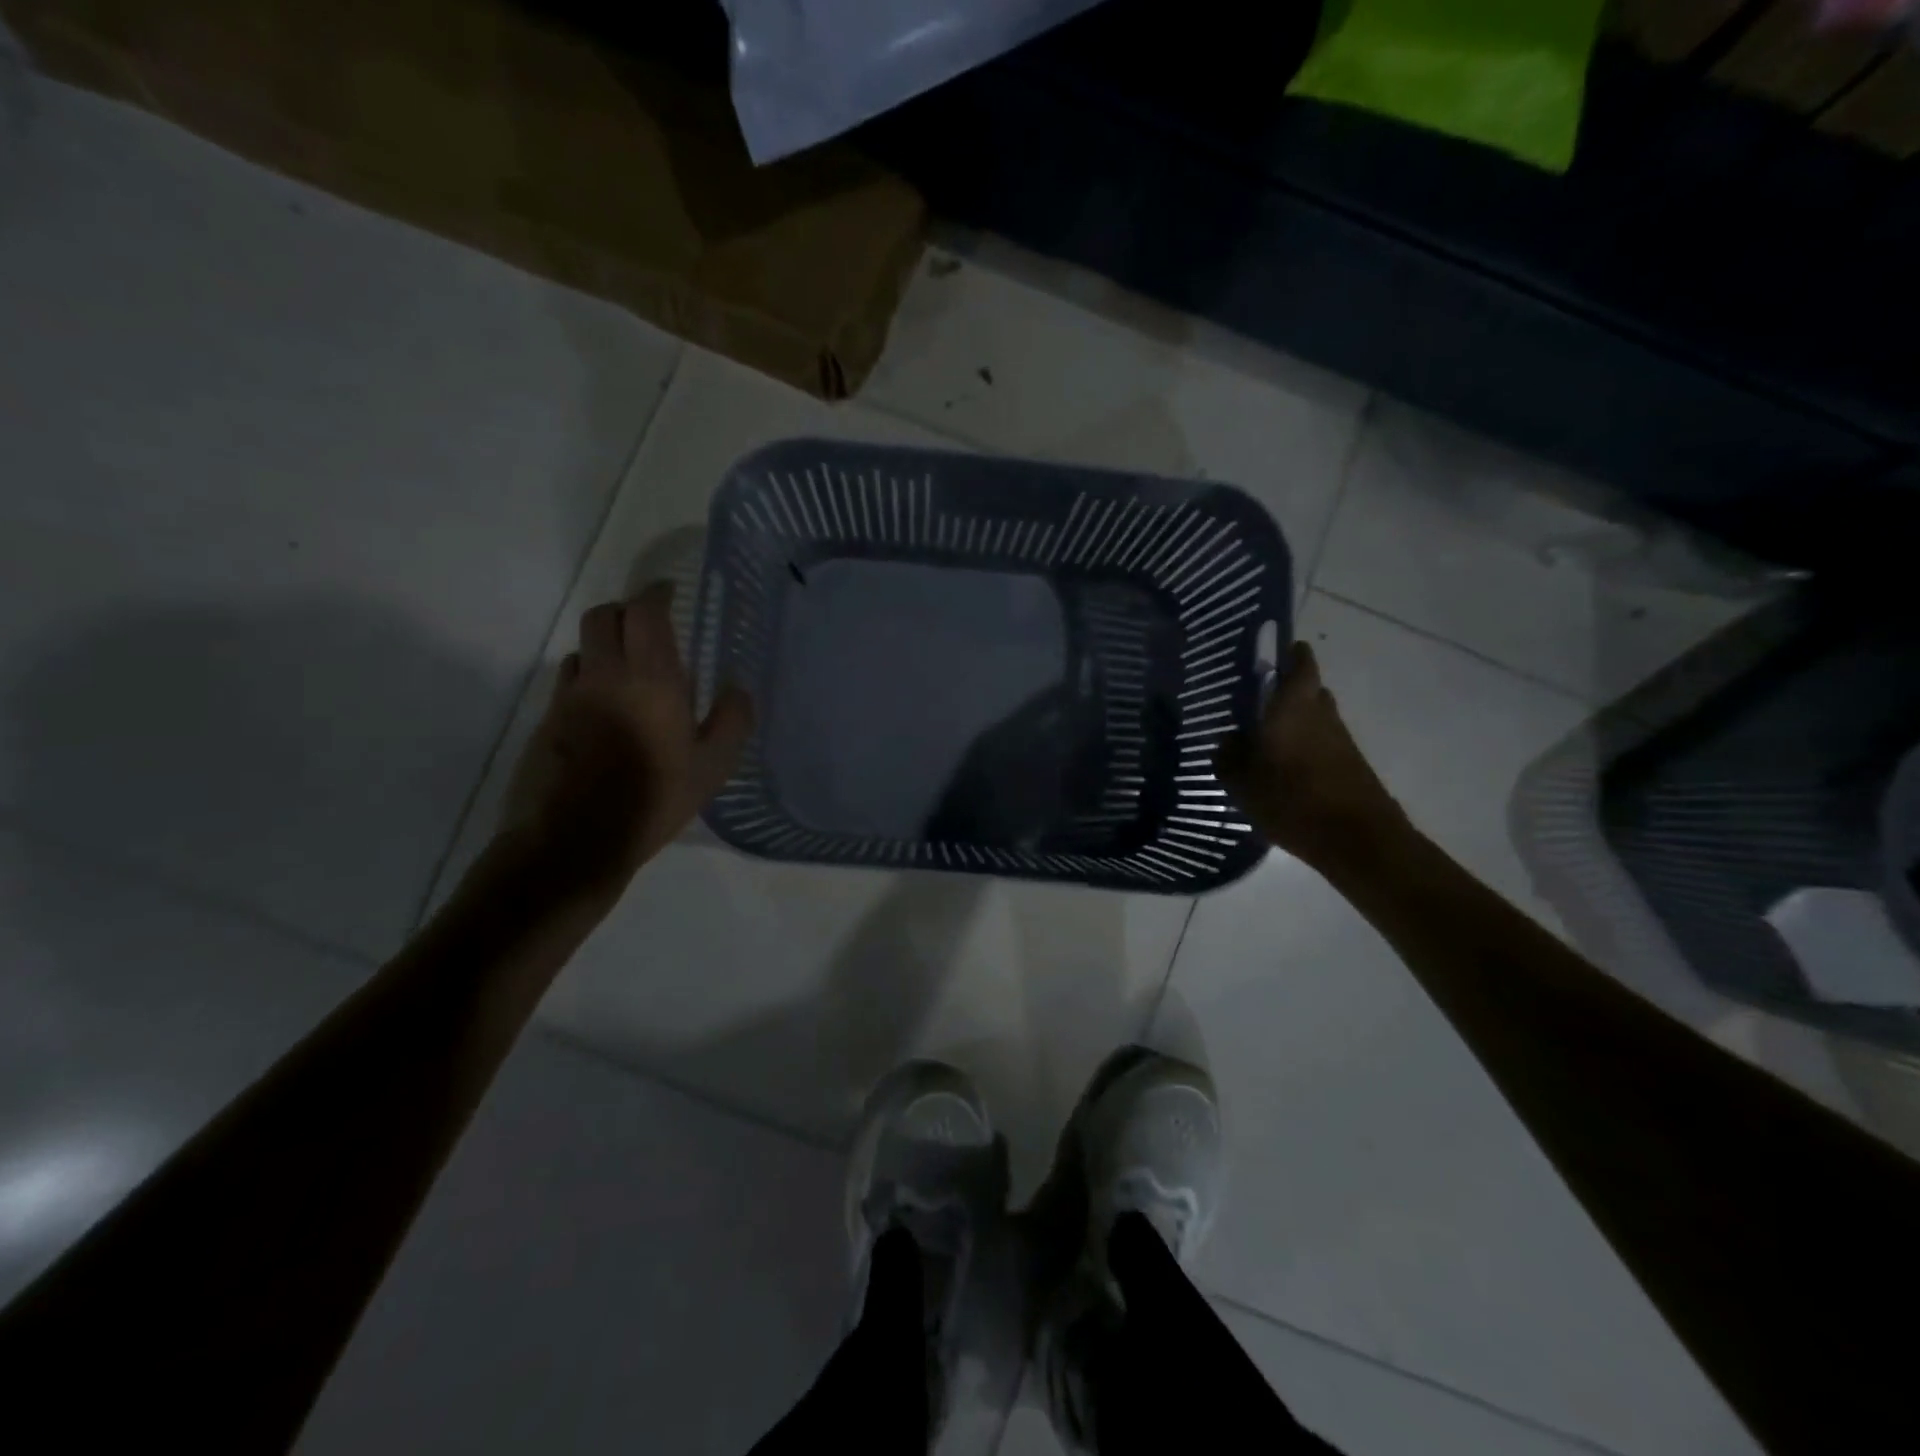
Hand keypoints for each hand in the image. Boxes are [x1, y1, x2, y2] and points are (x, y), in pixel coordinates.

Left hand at [503, 584, 752, 894]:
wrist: (574, 841)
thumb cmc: (654, 800)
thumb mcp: (713, 768)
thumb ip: (732, 721)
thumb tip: (738, 689)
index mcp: (651, 679)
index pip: (645, 612)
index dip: (657, 594)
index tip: (671, 593)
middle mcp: (605, 675)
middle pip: (602, 615)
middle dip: (626, 610)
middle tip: (650, 626)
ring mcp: (569, 696)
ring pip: (583, 647)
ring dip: (605, 644)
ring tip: (628, 669)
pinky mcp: (547, 720)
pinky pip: (569, 680)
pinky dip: (588, 676)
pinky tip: (605, 707)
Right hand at [1215, 641, 1403, 867]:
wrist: (1357, 839)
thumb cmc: (1291, 799)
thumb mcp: (1240, 781)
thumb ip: (1228, 756)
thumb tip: (1228, 741)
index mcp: (1293, 705)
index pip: (1299, 662)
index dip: (1287, 654)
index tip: (1269, 656)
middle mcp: (1320, 712)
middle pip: (1306, 689)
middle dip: (1284, 692)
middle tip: (1254, 704)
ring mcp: (1340, 738)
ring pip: (1314, 717)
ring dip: (1294, 723)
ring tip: (1263, 742)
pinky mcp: (1350, 763)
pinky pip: (1322, 743)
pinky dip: (1304, 748)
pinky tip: (1282, 771)